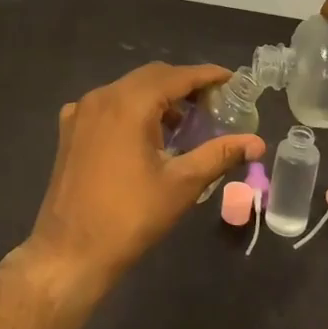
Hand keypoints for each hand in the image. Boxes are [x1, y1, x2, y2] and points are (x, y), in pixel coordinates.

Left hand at [21, 63, 263, 292]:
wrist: (70, 252)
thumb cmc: (130, 217)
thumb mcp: (182, 184)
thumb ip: (219, 155)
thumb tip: (257, 143)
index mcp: (129, 103)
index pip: (176, 76)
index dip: (206, 75)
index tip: (231, 79)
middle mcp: (102, 97)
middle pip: (151, 77)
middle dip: (183, 84)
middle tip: (213, 102)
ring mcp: (81, 112)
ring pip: (127, 89)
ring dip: (158, 97)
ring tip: (185, 121)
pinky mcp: (70, 130)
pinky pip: (108, 106)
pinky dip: (132, 110)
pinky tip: (147, 135)